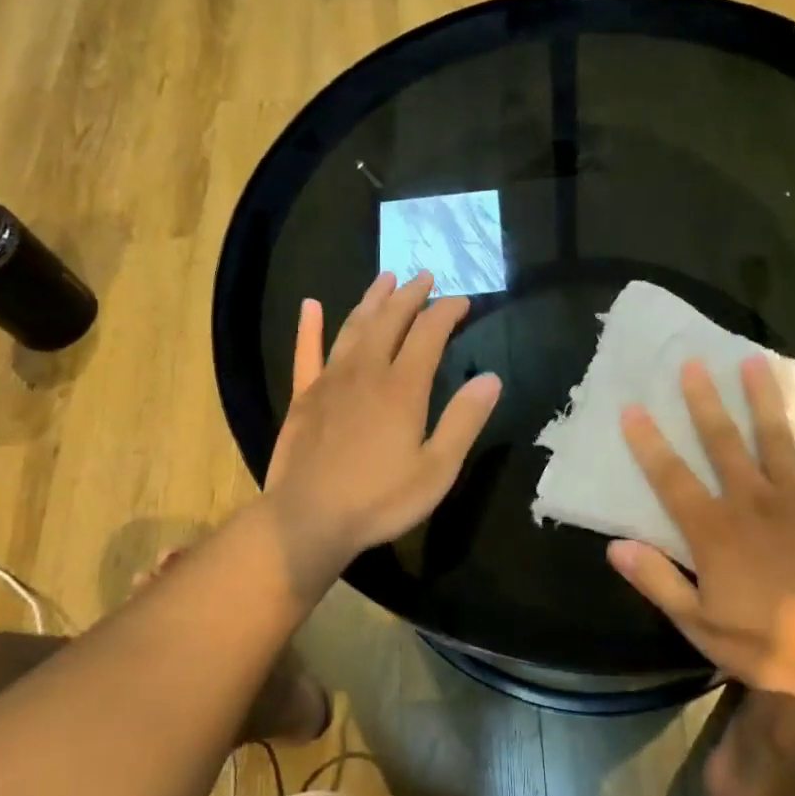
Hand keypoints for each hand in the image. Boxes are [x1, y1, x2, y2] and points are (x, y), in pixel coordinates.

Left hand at [263, 271, 501, 581]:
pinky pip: (306, 352)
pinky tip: (310, 305)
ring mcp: (330, 380)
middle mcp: (366, 371)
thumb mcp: (437, 468)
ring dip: (372, 299)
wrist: (308, 519)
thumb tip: (491, 378)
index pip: (429, 333)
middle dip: (411, 295)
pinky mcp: (303, 396)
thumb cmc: (380, 499)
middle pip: (390, 319)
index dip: (447, 311)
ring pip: (353, 326)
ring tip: (386, 278)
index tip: (462, 300)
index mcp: (403, 386)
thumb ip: (464, 420)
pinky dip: (309, 327)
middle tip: (425, 276)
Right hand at [606, 356, 794, 703]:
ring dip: (761, 398)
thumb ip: (658, 582)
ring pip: (773, 438)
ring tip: (752, 360)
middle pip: (721, 444)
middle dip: (704, 402)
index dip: (649, 444)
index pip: (672, 479)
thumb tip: (615, 546)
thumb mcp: (701, 625)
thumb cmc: (770, 642)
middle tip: (693, 363)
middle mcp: (749, 502)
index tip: (633, 408)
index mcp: (713, 531)